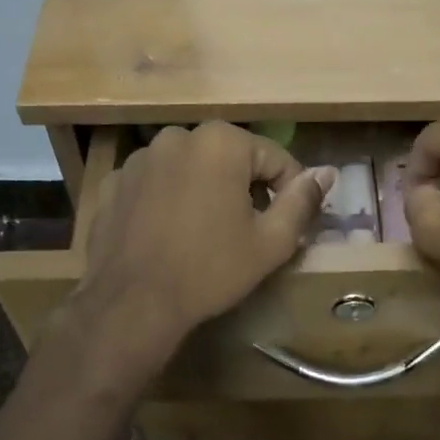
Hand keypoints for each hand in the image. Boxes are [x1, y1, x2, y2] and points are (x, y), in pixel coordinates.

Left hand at [78, 123, 333, 354]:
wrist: (132, 303)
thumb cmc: (210, 270)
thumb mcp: (271, 242)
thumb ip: (302, 201)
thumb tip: (326, 173)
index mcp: (221, 142)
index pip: (274, 158)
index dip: (288, 192)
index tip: (287, 225)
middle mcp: (177, 136)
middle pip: (229, 159)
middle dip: (243, 189)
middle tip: (246, 232)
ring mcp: (139, 158)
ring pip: (190, 169)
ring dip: (204, 191)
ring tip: (204, 235)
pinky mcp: (113, 182)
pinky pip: (155, 184)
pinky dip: (167, 201)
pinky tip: (168, 235)